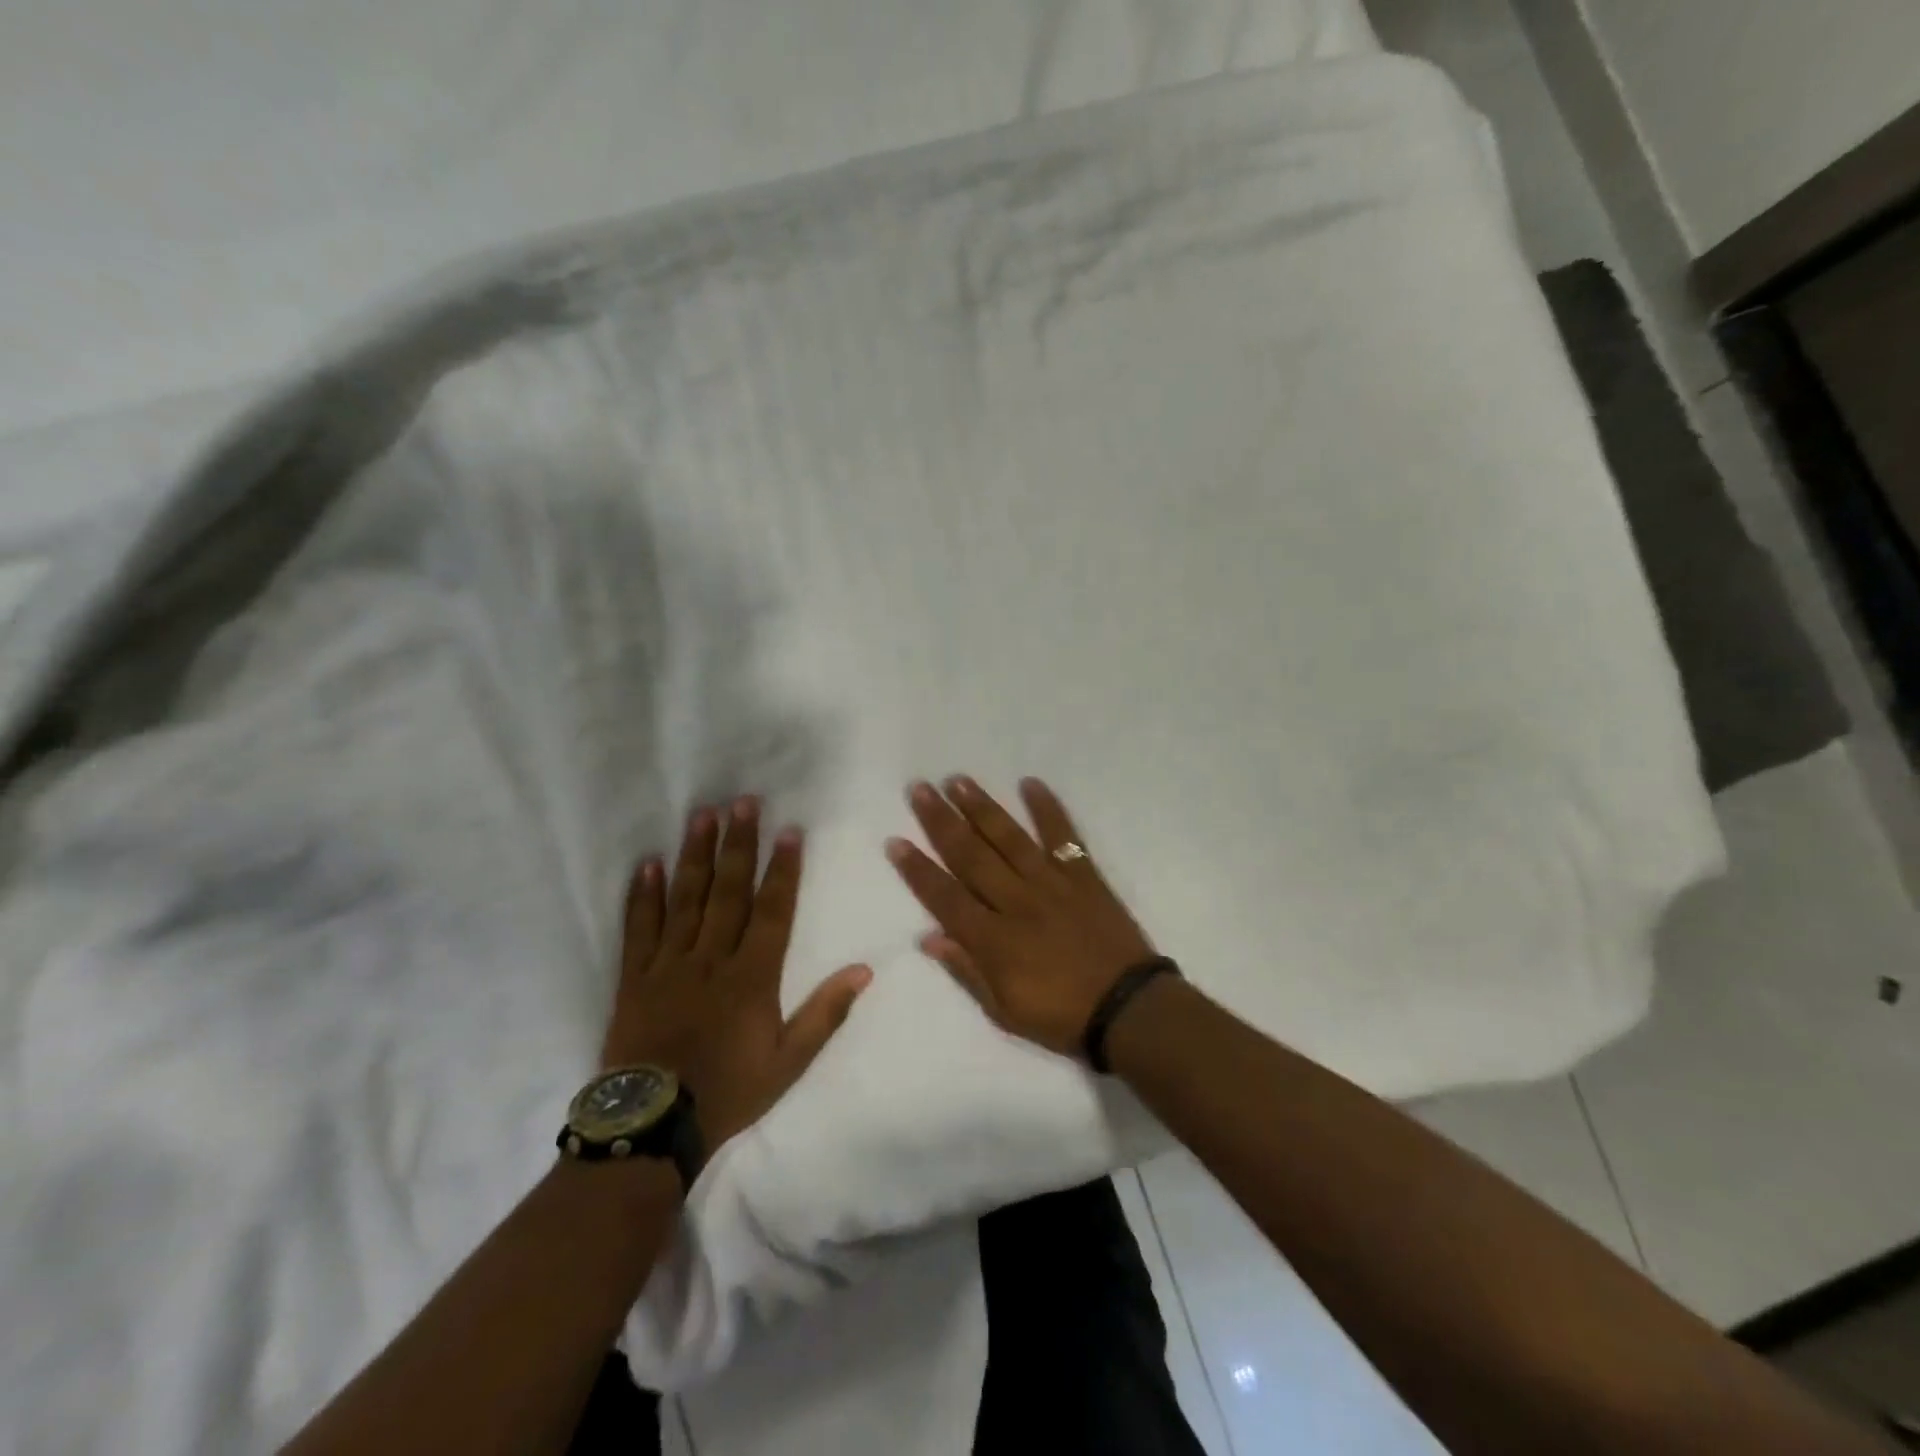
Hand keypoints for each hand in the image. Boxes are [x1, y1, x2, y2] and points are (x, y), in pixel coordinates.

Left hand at [602, 798, 871, 1152]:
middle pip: (728, 892)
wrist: (651, 1126)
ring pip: (685, 899)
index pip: (772, 910)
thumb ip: (826, 1013)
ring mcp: (669, 965)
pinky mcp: (634, 978)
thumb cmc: (729, 1091)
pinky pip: (639, 929)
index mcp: (752, 977)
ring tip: (703, 815)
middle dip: (739, 844)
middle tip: (743, 801)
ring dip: (696, 855)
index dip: (782, 869)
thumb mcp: (789, 1062)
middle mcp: (711, 959)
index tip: (789, 831)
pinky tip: (648, 864)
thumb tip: (864, 969)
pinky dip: (643, 895)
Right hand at [886, 776, 1154, 1059]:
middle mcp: (1017, 902)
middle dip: (942, 822)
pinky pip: (1064, 836)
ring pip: (1009, 839)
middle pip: (972, 856)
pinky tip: (1031, 783)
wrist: (1128, 1008)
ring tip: (958, 781)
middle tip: (920, 790)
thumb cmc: (1062, 1016)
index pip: (946, 897)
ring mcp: (1052, 884)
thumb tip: (929, 938)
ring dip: (982, 808)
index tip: (896, 841)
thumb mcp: (1005, 1010)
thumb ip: (967, 971)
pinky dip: (1048, 809)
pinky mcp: (1084, 876)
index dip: (918, 870)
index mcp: (994, 940)